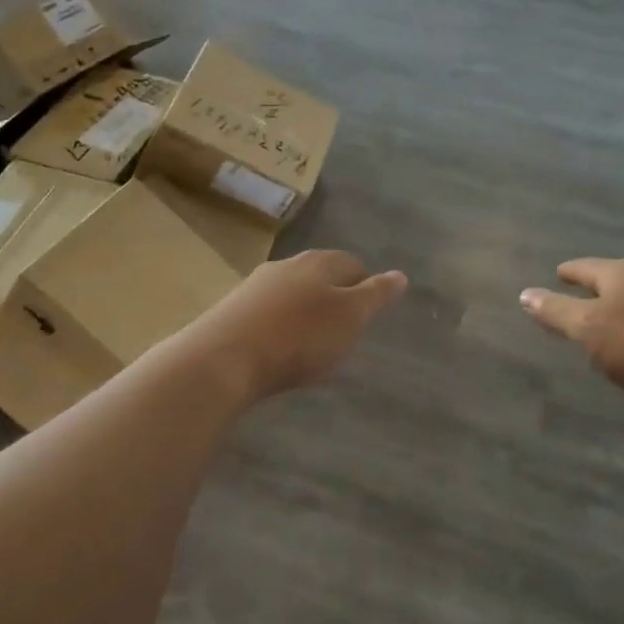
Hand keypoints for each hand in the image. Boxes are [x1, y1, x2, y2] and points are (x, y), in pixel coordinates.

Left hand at [185, 250, 406, 399]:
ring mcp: (254, 288)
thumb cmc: (299, 336)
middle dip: (334, 296)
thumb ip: (376, 295)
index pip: (351, 263)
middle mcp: (285, 266)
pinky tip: (280, 350)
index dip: (366, 284)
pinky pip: (267, 314)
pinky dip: (280, 327)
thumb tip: (401, 274)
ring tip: (314, 342)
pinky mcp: (230, 313)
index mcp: (317, 262)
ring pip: (291, 294)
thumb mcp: (350, 317)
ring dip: (305, 312)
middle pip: (319, 276)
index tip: (371, 310)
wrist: (222, 360)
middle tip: (346, 328)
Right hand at [520, 259, 623, 423]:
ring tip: (609, 323)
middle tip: (580, 296)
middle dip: (599, 289)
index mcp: (623, 274)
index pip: (587, 267)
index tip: (559, 272)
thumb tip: (525, 293)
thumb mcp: (589, 329)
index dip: (570, 272)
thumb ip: (557, 312)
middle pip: (617, 281)